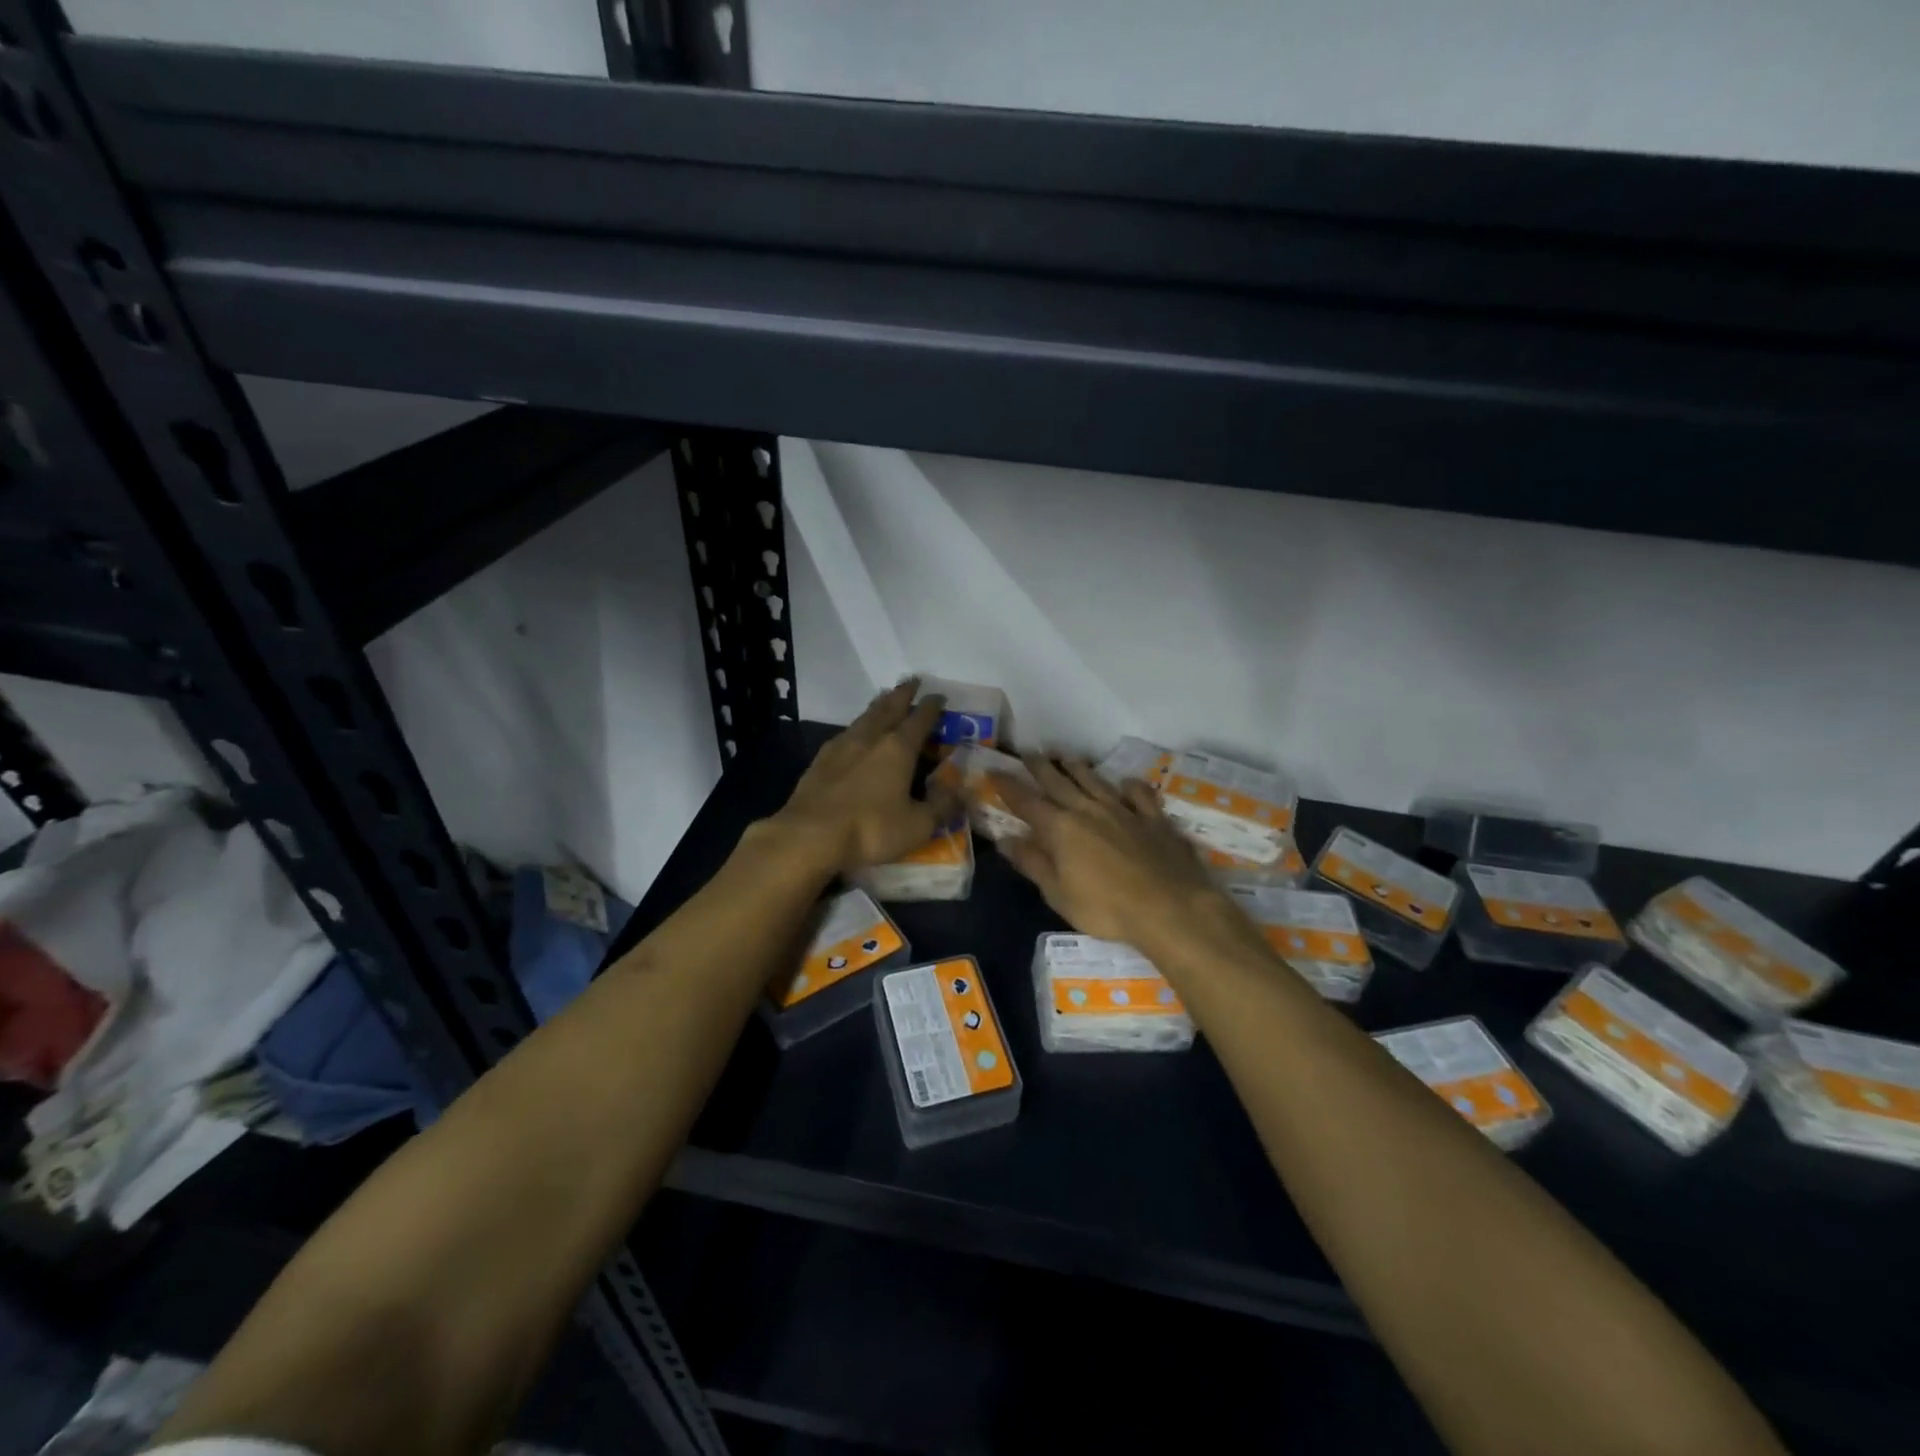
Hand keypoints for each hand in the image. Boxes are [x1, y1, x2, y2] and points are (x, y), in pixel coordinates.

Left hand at [764, 681, 960, 875]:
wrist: (809, 836)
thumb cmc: (870, 829)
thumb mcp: (917, 825)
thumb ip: (942, 806)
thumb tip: (963, 792)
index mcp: (898, 749)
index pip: (920, 719)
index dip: (932, 706)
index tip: (939, 695)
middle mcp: (870, 738)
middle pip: (889, 707)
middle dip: (903, 694)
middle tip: (912, 681)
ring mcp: (841, 746)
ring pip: (865, 717)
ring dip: (878, 705)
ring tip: (885, 699)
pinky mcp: (820, 760)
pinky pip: (845, 734)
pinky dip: (858, 727)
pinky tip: (855, 734)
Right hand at [992, 758, 1253, 958]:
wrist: (1171, 907)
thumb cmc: (1106, 908)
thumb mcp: (1059, 894)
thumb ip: (1033, 863)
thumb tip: (1005, 839)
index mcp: (1061, 829)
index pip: (1027, 802)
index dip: (1008, 786)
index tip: (994, 771)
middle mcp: (1089, 810)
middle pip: (1059, 782)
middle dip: (1041, 767)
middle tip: (1028, 752)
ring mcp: (1124, 811)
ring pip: (1095, 781)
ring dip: (1078, 768)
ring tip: (1066, 757)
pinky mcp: (1154, 819)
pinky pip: (1139, 795)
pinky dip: (1130, 787)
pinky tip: (1126, 783)